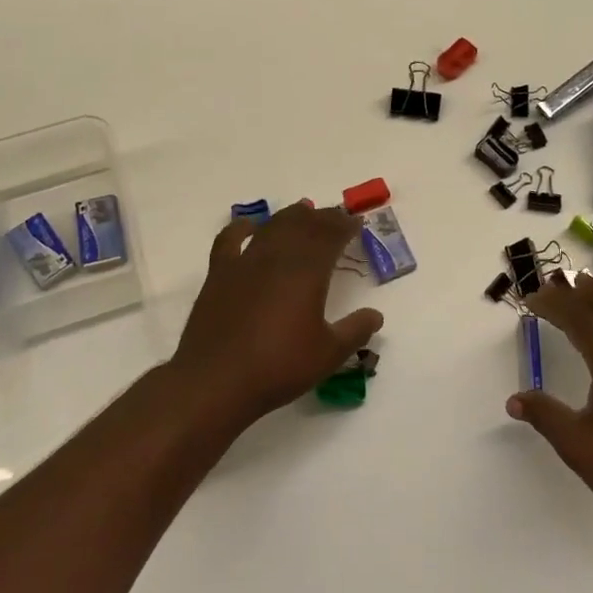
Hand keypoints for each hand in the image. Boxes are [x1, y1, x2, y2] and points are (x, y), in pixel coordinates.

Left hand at [171, 203, 384, 426]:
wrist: (216, 381)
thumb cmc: (279, 367)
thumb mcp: (329, 354)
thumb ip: (355, 330)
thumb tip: (376, 315)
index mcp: (308, 272)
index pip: (331, 236)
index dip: (345, 226)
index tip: (356, 222)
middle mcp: (278, 258)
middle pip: (303, 225)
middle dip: (322, 218)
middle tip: (336, 217)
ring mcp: (245, 263)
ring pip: (272, 227)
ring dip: (290, 216)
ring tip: (303, 211)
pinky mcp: (219, 274)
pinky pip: (230, 240)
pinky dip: (241, 228)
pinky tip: (249, 225)